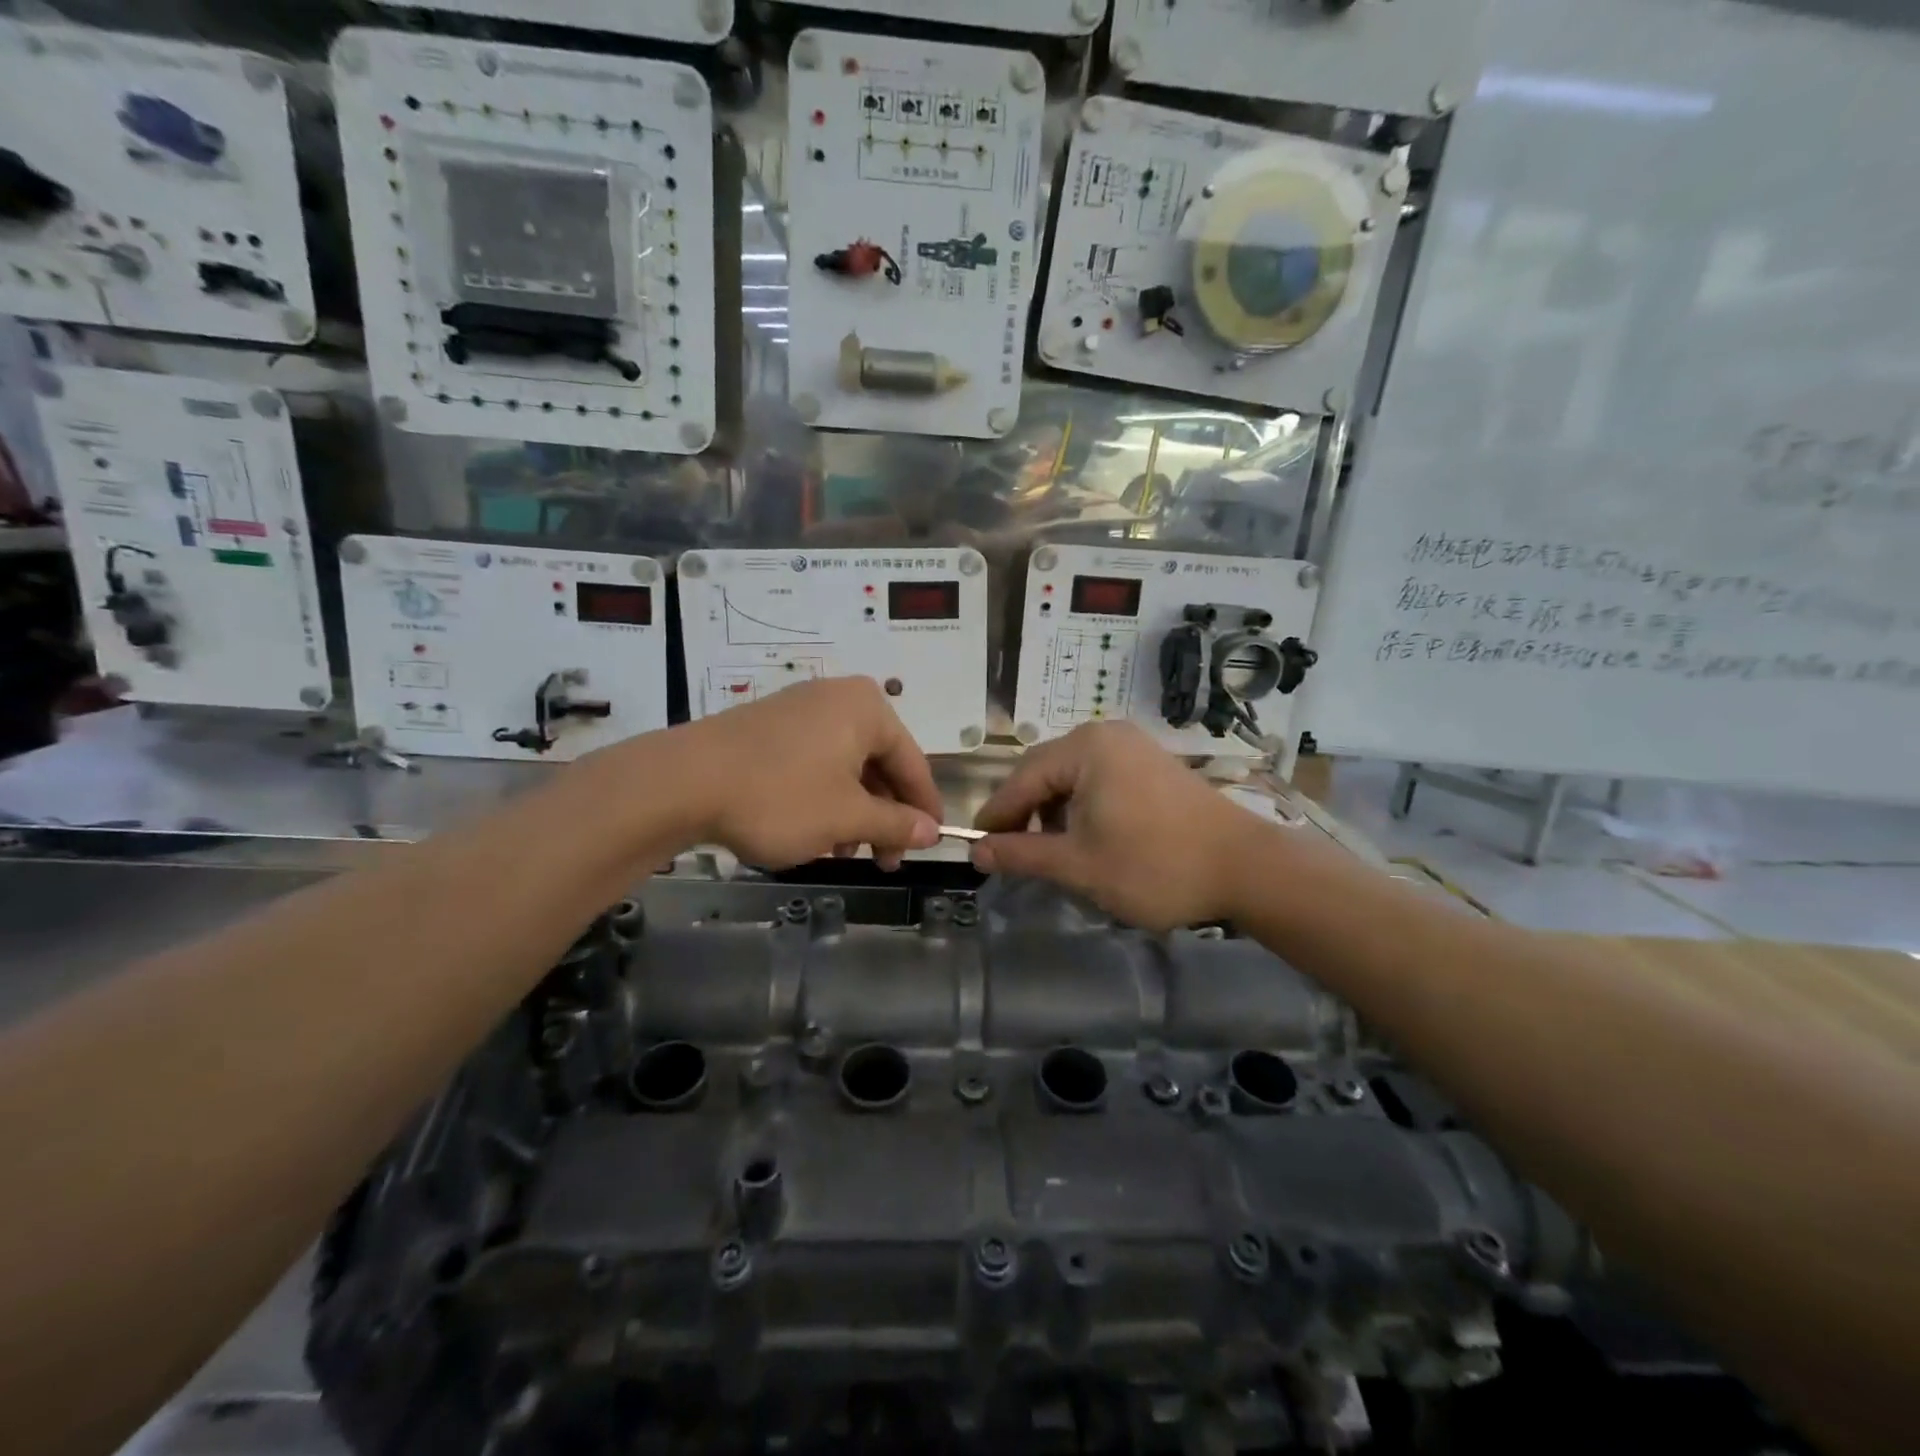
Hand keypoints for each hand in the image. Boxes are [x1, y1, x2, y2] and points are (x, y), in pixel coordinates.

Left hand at [672, 677, 942, 869]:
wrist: (682, 782)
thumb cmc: (781, 796)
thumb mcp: (846, 817)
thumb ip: (896, 824)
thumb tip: (932, 833)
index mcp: (867, 708)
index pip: (912, 762)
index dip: (924, 809)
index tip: (931, 845)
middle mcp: (837, 698)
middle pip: (878, 763)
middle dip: (882, 815)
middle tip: (883, 859)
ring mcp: (799, 710)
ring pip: (844, 766)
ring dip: (853, 812)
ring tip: (842, 852)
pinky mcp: (768, 727)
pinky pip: (813, 762)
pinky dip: (823, 797)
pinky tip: (812, 831)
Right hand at [970, 723, 1269, 930]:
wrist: (1245, 868)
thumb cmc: (1154, 865)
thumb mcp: (1078, 864)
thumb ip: (1022, 854)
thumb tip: (977, 853)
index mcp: (1084, 748)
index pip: (1021, 779)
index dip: (996, 815)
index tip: (977, 848)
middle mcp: (1106, 735)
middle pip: (1045, 772)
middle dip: (1025, 813)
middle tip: (1011, 852)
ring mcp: (1133, 747)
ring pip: (1072, 777)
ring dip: (1053, 811)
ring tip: (1050, 851)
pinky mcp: (1152, 765)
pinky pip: (1099, 779)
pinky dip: (1082, 806)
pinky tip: (1086, 837)